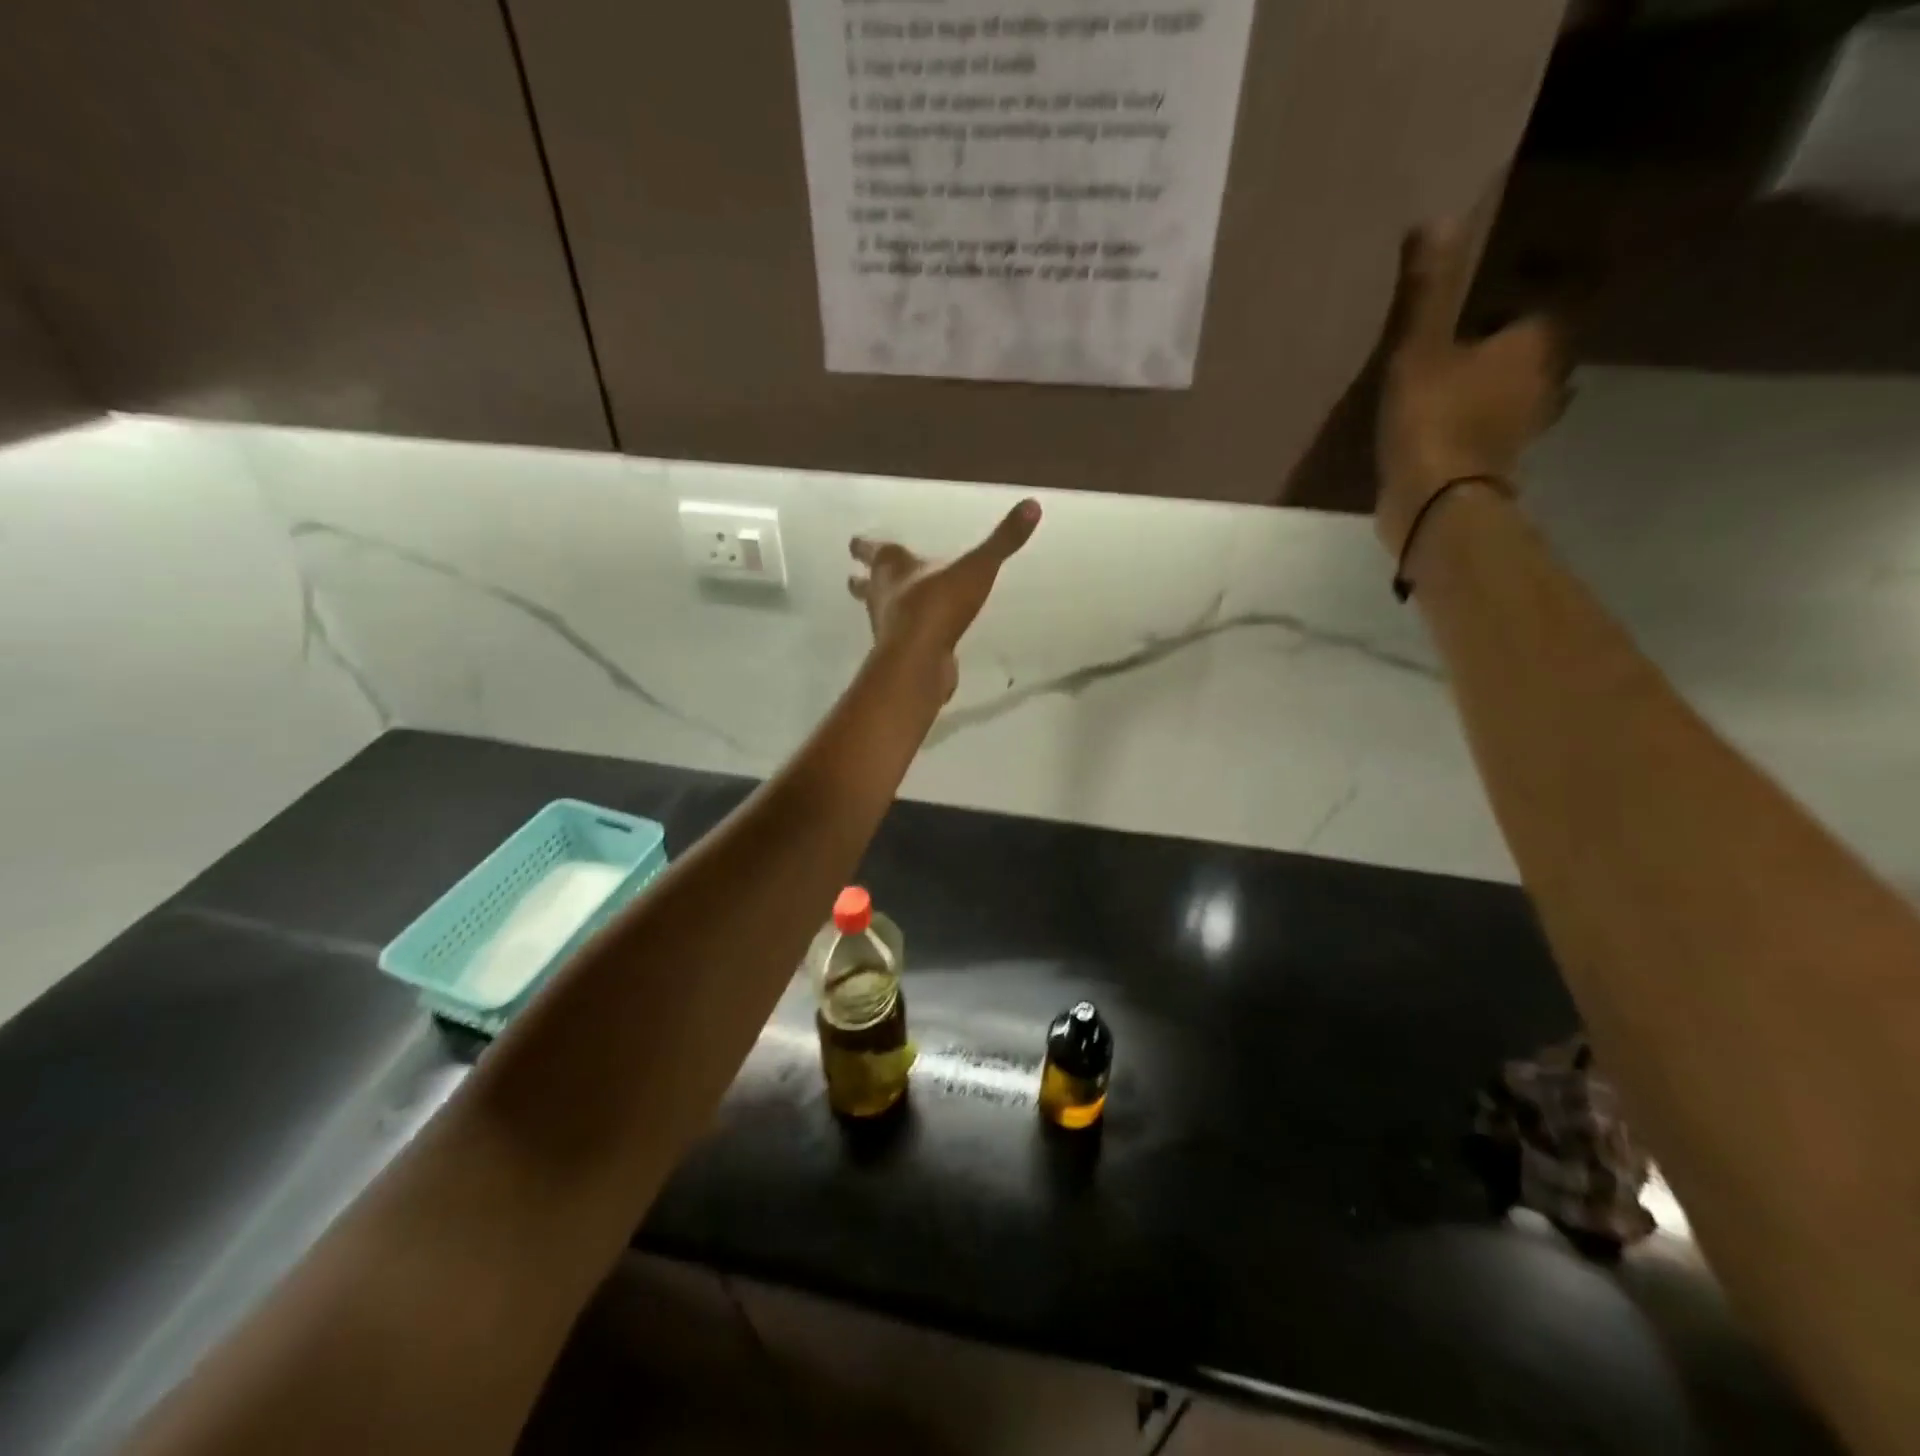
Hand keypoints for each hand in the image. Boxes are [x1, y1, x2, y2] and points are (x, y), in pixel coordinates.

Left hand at [849, 499, 1041, 701]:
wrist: (921, 659)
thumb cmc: (939, 605)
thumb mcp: (977, 567)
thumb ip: (1003, 540)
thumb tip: (1033, 504)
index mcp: (893, 566)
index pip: (873, 550)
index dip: (865, 546)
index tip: (854, 544)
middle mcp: (883, 594)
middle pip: (866, 585)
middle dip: (862, 580)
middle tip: (854, 577)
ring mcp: (888, 627)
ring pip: (878, 613)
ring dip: (879, 608)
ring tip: (885, 606)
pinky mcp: (899, 654)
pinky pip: (899, 639)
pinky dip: (902, 635)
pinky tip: (914, 637)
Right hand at [1376, 222, 1570, 559]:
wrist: (1434, 504)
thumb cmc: (1434, 418)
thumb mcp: (1419, 349)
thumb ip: (1427, 293)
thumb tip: (1436, 220)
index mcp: (1536, 341)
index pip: (1550, 298)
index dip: (1532, 286)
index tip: (1505, 282)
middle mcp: (1546, 378)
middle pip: (1539, 345)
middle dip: (1515, 336)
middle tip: (1479, 326)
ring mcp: (1525, 425)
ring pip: (1522, 388)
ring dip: (1502, 381)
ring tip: (1466, 373)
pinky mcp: (1498, 462)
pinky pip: (1497, 426)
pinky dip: (1484, 419)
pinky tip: (1456, 420)